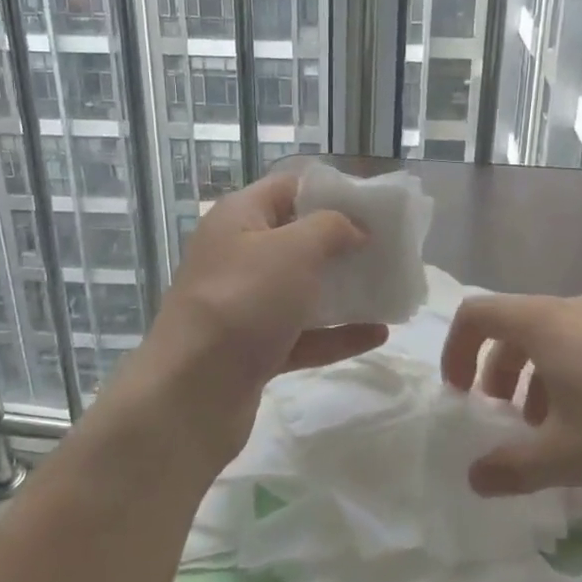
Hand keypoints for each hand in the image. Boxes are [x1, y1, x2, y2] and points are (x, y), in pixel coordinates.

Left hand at [118, 172, 387, 472]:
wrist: (192, 394)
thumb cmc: (244, 302)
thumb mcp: (294, 250)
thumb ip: (331, 228)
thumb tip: (355, 228)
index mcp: (239, 219)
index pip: (288, 188)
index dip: (330, 190)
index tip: (373, 204)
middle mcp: (238, 256)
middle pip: (297, 239)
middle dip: (343, 242)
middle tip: (387, 246)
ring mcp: (244, 306)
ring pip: (301, 289)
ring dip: (343, 289)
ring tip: (388, 287)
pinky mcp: (254, 350)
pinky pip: (304, 334)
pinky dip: (337, 333)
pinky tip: (378, 334)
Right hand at [440, 292, 581, 501]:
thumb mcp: (564, 458)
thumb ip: (511, 468)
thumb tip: (474, 478)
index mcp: (546, 324)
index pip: (478, 313)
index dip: (457, 349)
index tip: (459, 393)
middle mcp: (578, 309)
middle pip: (517, 326)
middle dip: (498, 369)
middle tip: (503, 416)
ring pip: (557, 337)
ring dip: (537, 376)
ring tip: (550, 427)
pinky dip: (574, 375)